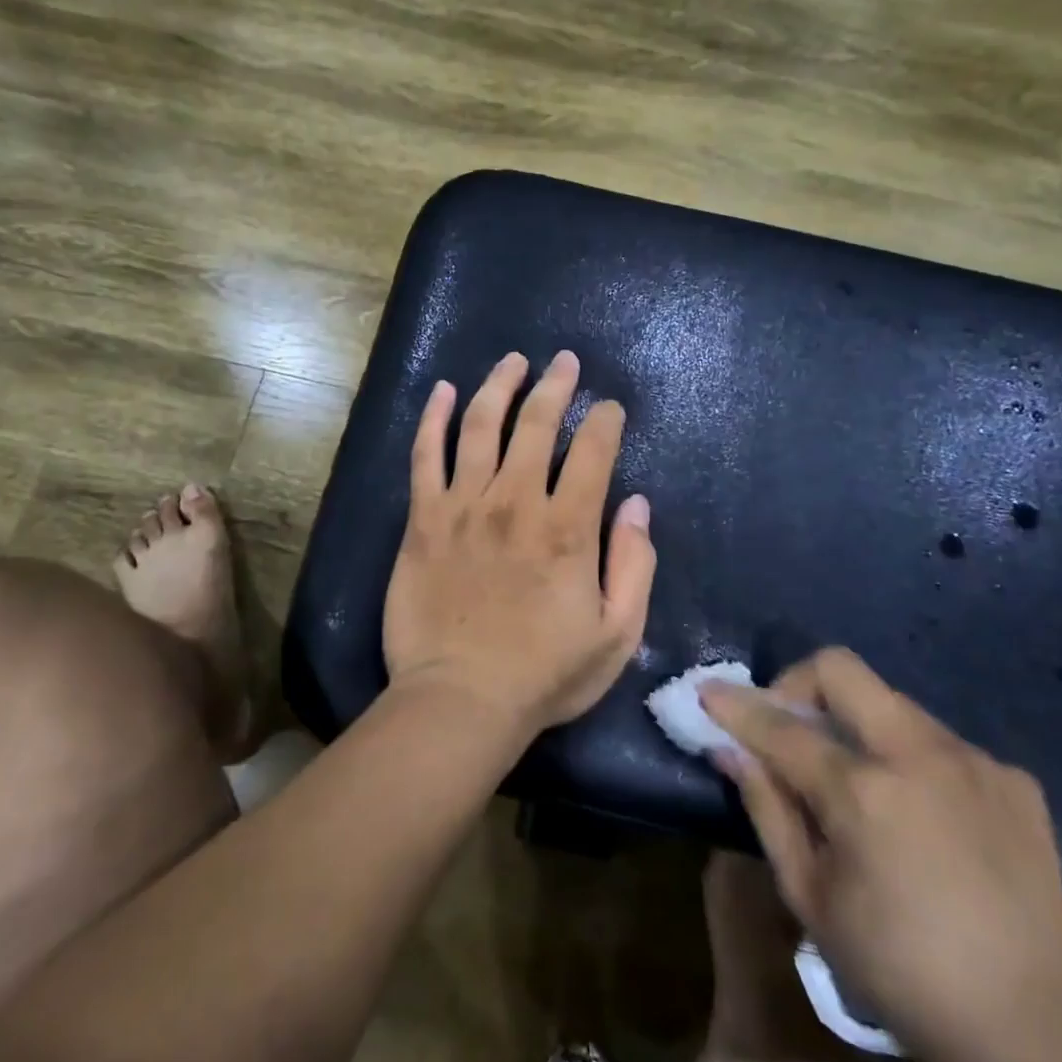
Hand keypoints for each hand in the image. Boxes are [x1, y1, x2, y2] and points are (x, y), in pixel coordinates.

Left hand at [382, 350, 656, 740]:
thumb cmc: (545, 674)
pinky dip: (434, 418)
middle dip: (556, 386)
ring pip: (482, 425)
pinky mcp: (423, 519)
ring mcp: (463, 505)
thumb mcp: (617, 633)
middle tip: (565, 362)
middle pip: (537, 424)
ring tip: (513, 361)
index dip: (605, 422)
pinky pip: (425, 455)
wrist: (460, 700)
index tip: (610, 409)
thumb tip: (638, 504)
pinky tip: (444, 390)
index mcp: (568, 527)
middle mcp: (515, 501)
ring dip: (500, 386)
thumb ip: (634, 564)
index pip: (592, 451)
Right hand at [701, 649, 1061, 1059]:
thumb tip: (730, 750)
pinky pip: (941, 743)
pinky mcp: (1013, 778)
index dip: (736, 706)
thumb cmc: (899, 968)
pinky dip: (912, 761)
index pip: (781, 725)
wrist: (1033, 1027)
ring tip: (860, 782)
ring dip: (858, 725)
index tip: (708, 692)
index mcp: (864, 791)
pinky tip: (924, 814)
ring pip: (893, 703)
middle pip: (841, 668)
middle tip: (790, 725)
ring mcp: (973, 760)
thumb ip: (767, 809)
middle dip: (798, 682)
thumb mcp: (810, 897)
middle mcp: (919, 755)